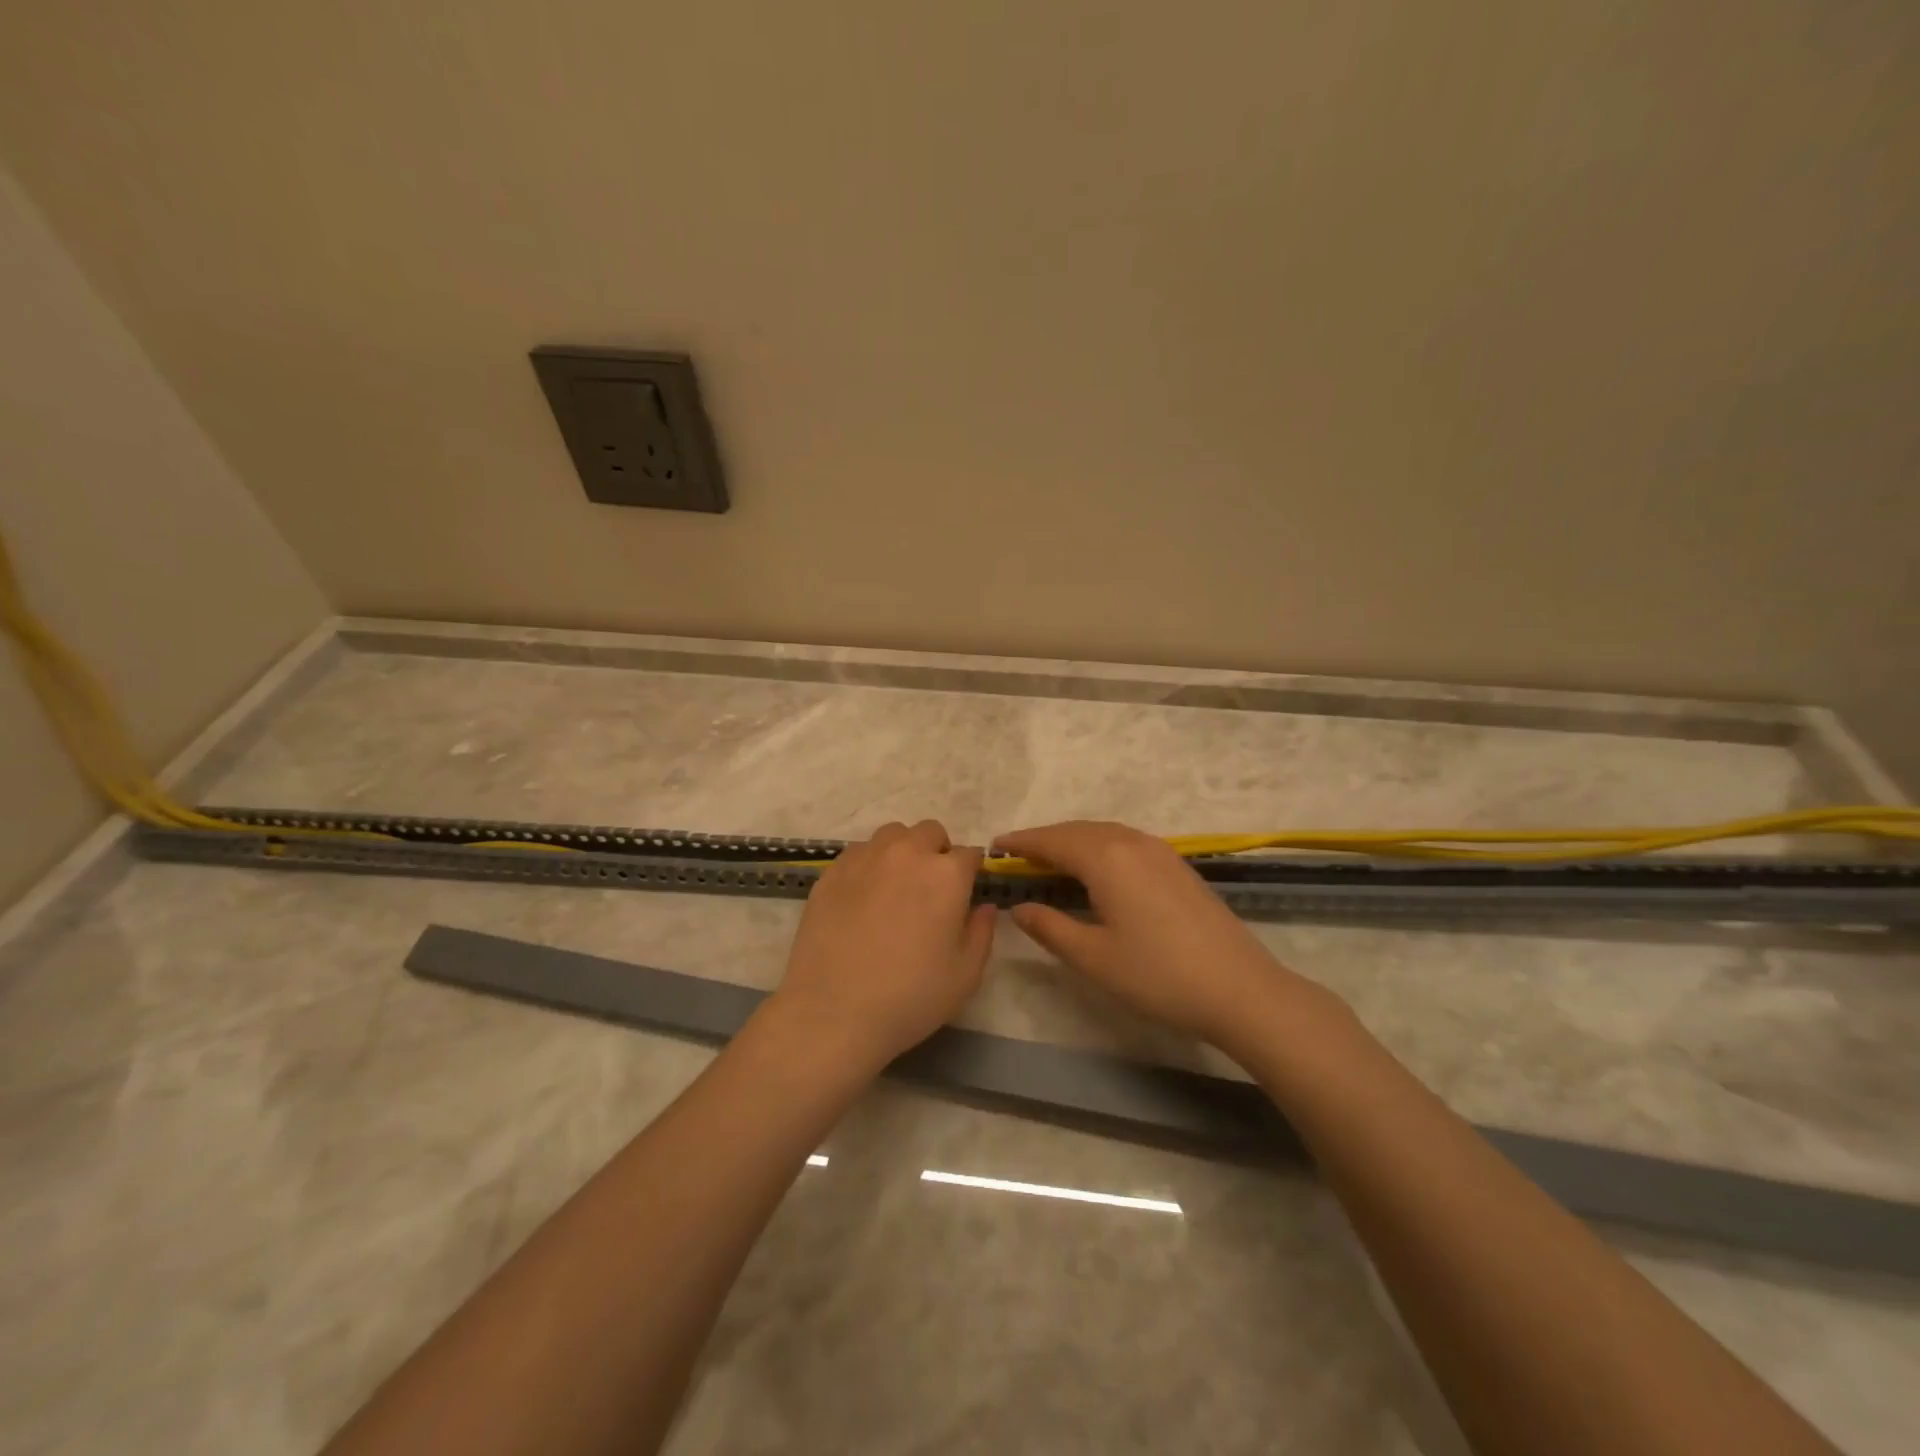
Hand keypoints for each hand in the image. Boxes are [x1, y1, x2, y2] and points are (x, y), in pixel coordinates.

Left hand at [769, 819, 995, 1071]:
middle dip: (937, 852)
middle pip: (930, 832)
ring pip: (893, 835)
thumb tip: (983, 906)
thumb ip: (982, 931)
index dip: (970, 874)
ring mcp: (865, 858)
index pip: (969, 854)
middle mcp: (907, 853)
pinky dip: (870, 864)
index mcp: (946, 874)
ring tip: (896, 886)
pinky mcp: (832, 871)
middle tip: (931, 890)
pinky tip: (863, 897)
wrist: (833, 1011)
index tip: (964, 895)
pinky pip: (859, 852)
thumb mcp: (966, 974)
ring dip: (903, 851)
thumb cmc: (910, 997)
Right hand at [995, 820, 1321, 1050]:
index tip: (995, 846)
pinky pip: (1126, 842)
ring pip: (1104, 834)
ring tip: (1051, 862)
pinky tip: (1097, 871)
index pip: (1052, 840)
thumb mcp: (1094, 958)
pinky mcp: (1178, 865)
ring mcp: (1160, 851)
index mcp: (1106, 858)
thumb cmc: (1158, 975)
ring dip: (1074, 842)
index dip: (1022, 842)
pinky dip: (1100, 848)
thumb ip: (1050, 927)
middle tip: (1018, 857)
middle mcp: (1131, 843)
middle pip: (1078, 830)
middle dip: (1045, 840)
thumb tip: (1020, 907)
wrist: (1240, 989)